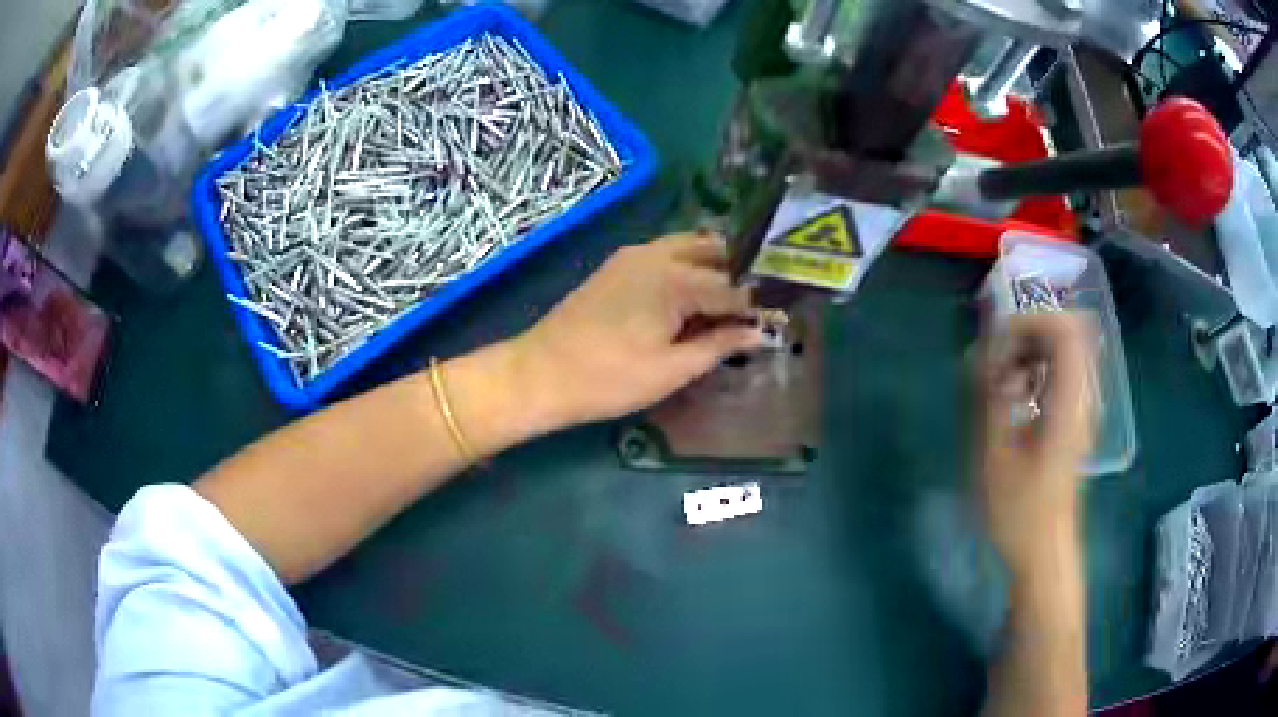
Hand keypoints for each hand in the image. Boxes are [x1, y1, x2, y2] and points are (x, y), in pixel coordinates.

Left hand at [512, 232, 765, 426]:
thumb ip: (719, 345)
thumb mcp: (672, 370)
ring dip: (712, 267)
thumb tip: (759, 332)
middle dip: (738, 273)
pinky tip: (690, 300)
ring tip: (724, 305)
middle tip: (751, 308)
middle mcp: (658, 254)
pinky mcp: (617, 265)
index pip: (733, 286)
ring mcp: (634, 255)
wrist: (541, 373)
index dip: (755, 305)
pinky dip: (687, 268)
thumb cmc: (609, 378)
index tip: (774, 321)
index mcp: (676, 278)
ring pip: (688, 247)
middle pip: (713, 250)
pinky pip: (665, 254)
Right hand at [978, 313, 1095, 575]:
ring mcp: (1080, 409)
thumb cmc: (1019, 512)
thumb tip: (982, 354)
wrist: (1044, 552)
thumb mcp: (995, 457)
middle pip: (1066, 334)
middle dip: (1028, 335)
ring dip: (1030, 353)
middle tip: (996, 361)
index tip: (999, 342)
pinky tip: (1013, 399)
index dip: (1032, 321)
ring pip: (1063, 352)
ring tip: (1001, 381)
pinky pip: (1059, 375)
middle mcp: (1082, 398)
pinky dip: (1035, 373)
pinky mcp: (1073, 420)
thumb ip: (991, 398)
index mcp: (1068, 405)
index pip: (1066, 332)